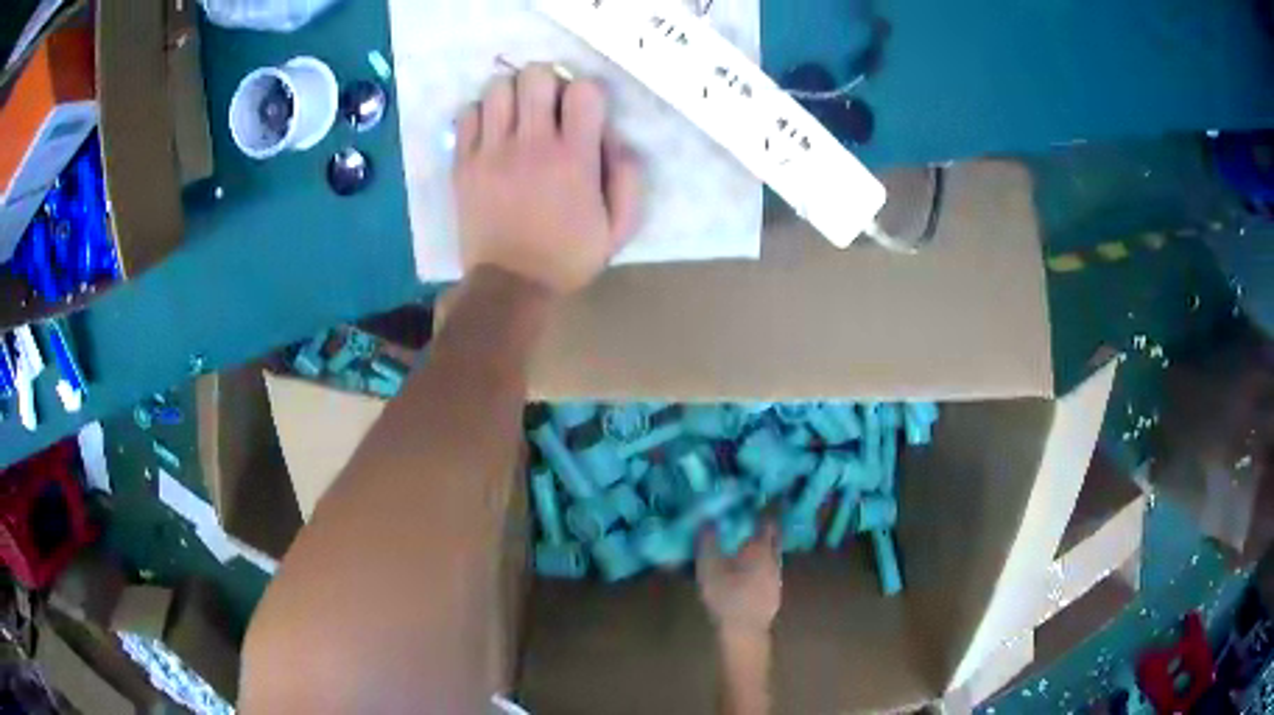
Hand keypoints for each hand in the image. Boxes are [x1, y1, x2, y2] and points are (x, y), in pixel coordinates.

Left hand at [453, 64, 643, 295]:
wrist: (510, 284)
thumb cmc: (568, 256)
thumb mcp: (619, 228)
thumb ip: (629, 179)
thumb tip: (616, 137)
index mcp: (574, 158)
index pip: (583, 90)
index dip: (587, 92)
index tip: (582, 113)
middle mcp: (532, 145)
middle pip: (535, 76)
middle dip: (546, 82)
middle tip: (547, 105)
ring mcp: (492, 152)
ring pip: (498, 87)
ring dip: (512, 94)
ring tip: (516, 116)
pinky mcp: (464, 163)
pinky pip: (467, 113)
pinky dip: (481, 112)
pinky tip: (491, 131)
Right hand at [696, 523, 781, 633]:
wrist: (745, 631)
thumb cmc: (727, 596)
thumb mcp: (709, 567)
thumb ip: (707, 541)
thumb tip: (707, 519)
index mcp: (761, 548)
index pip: (767, 521)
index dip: (760, 512)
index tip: (748, 507)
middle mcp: (774, 558)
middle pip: (773, 538)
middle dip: (762, 530)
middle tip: (746, 526)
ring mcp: (776, 577)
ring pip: (771, 556)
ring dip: (760, 551)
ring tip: (742, 550)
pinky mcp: (774, 593)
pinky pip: (769, 572)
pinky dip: (759, 568)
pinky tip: (746, 575)